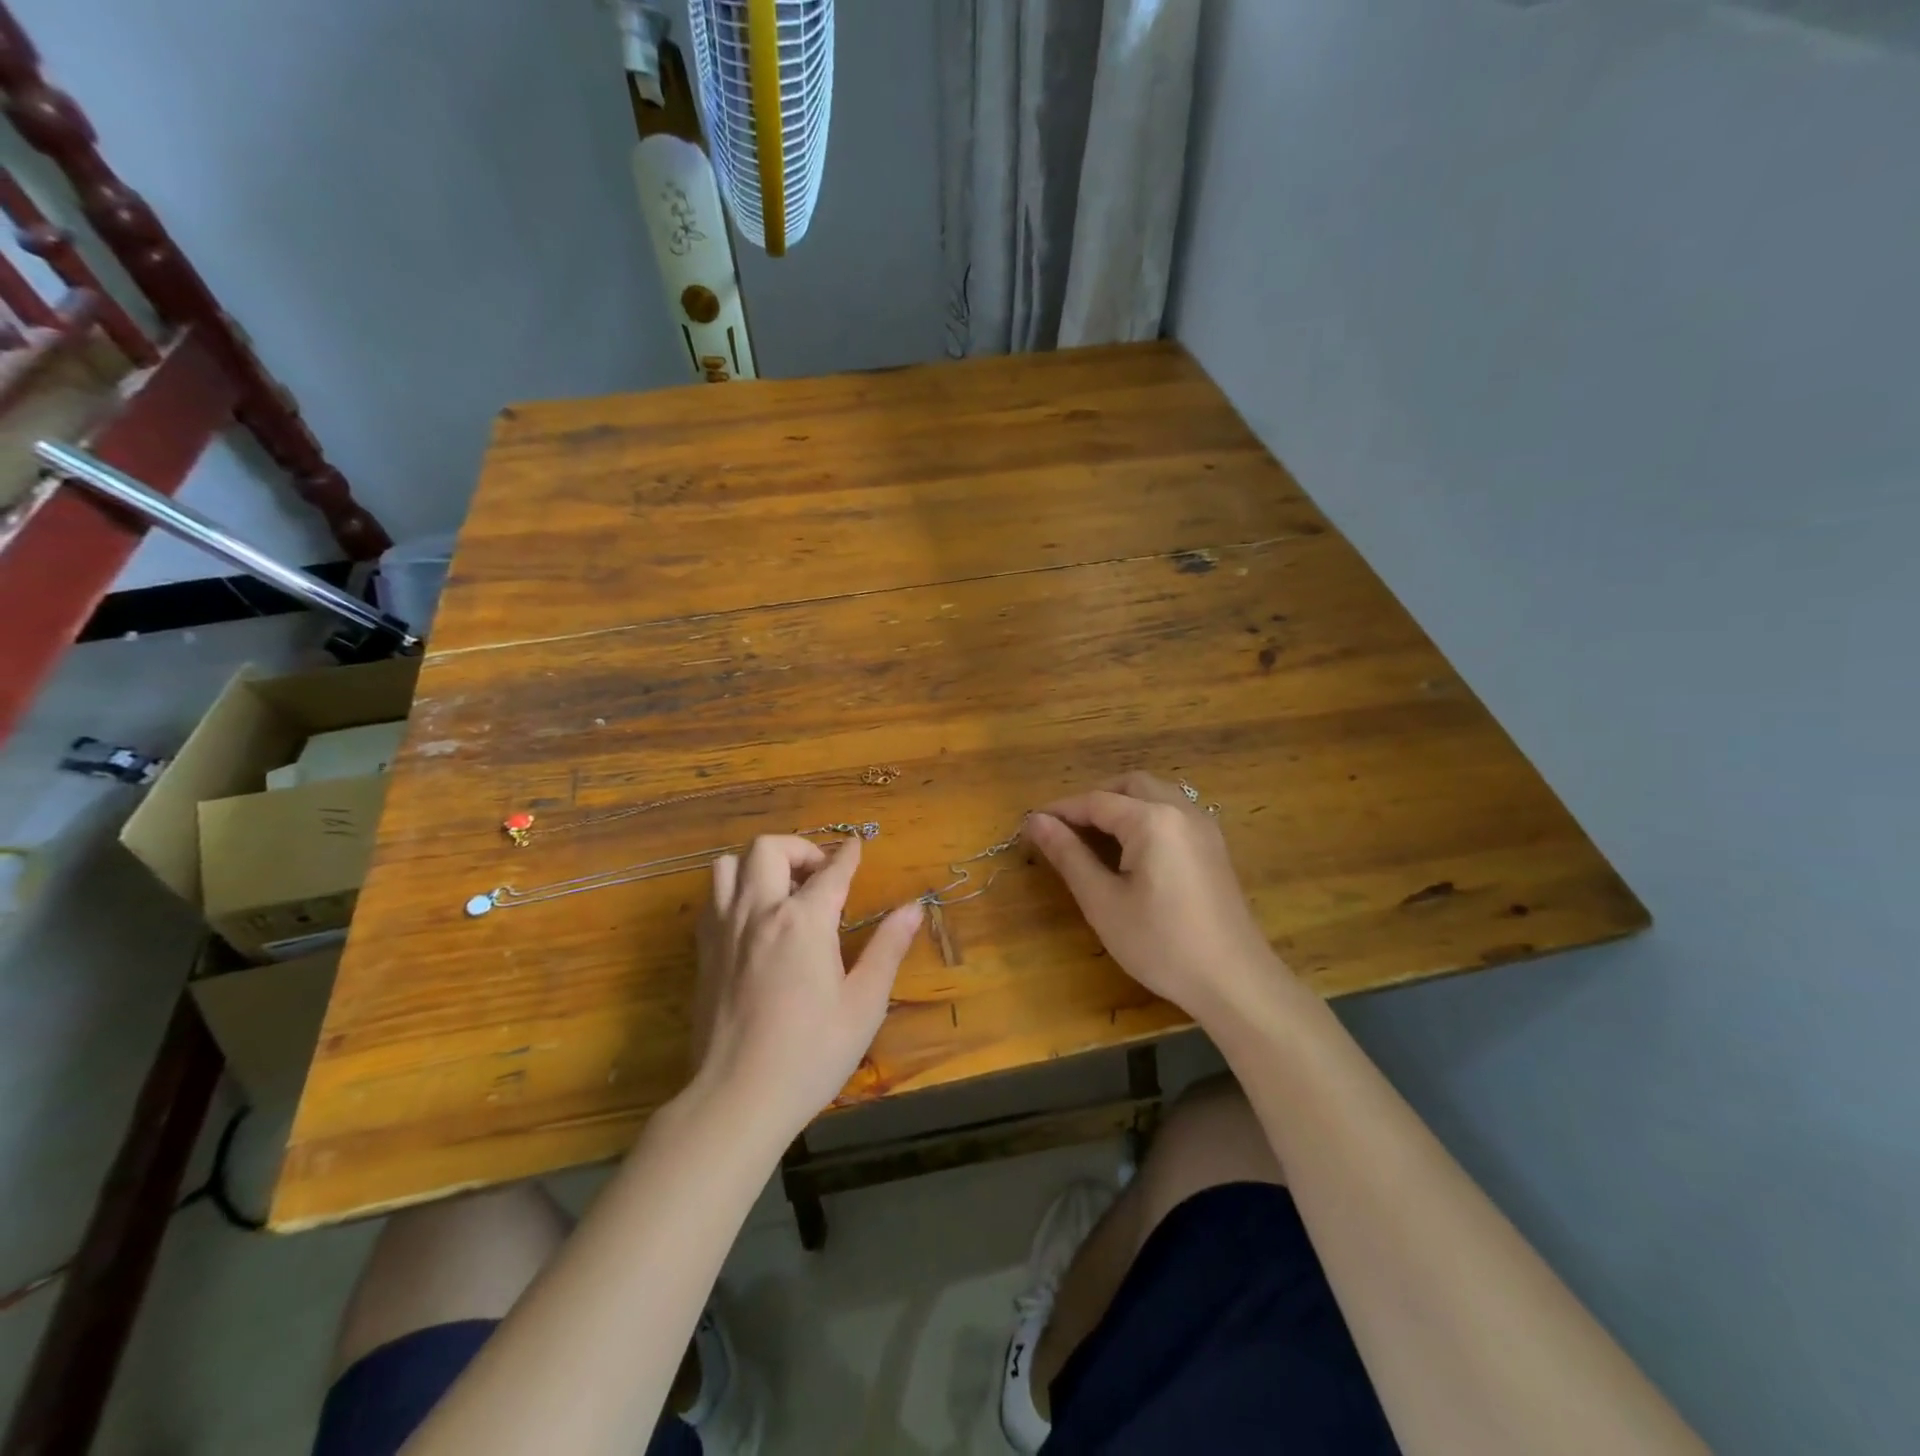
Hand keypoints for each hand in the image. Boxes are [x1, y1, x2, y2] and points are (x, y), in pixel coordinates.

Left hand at [690, 835, 922, 1135]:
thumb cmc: (811, 1054)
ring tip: (782, 889)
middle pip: (768, 849)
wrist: (737, 1098)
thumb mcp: (863, 1004)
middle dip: (799, 849)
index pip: (831, 871)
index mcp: (803, 921)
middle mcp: (759, 912)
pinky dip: (735, 890)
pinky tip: (754, 918)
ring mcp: (724, 929)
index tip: (857, 845)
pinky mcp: (704, 952)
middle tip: (820, 875)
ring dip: (758, 864)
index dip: (848, 855)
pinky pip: (713, 898)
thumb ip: (887, 948)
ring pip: (729, 864)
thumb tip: (914, 908)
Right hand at [1026, 772, 1283, 1026]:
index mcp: (1152, 820)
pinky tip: (1133, 850)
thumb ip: (1068, 855)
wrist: (1234, 981)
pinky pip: (1174, 812)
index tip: (1030, 825)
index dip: (1060, 810)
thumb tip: (1036, 821)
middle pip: (1129, 785)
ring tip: (1094, 837)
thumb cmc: (1161, 944)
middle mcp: (1181, 811)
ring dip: (1121, 804)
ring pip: (1156, 794)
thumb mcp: (1103, 902)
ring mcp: (1204, 827)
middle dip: (1093, 799)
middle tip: (1065, 829)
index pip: (1096, 801)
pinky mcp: (1214, 847)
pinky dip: (1146, 816)